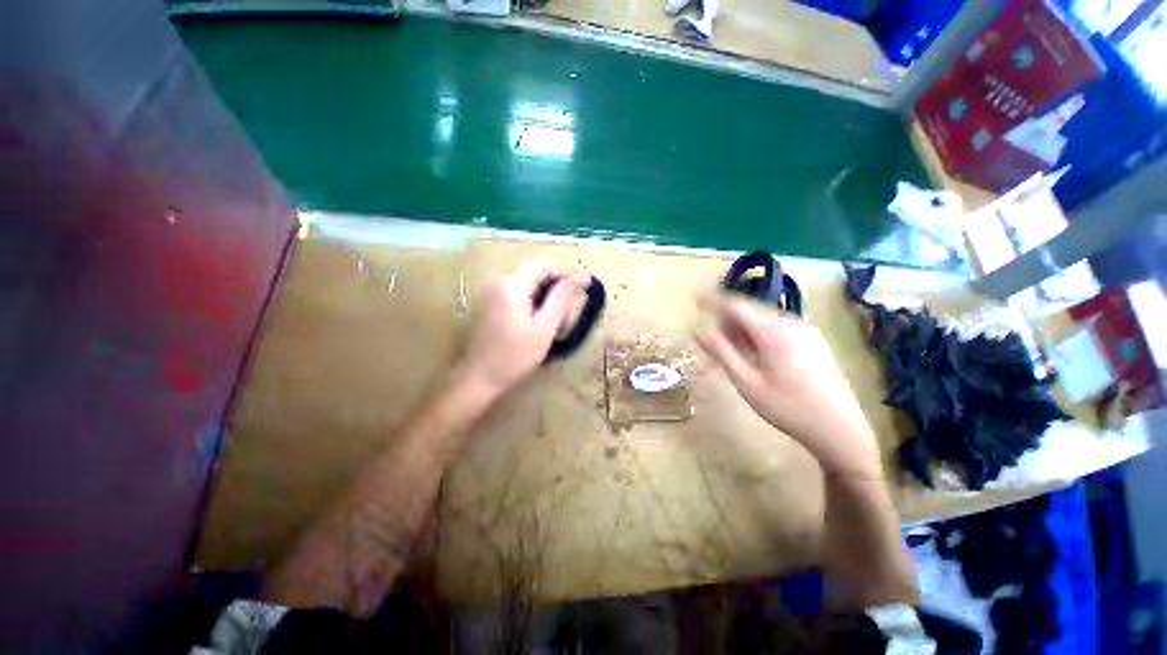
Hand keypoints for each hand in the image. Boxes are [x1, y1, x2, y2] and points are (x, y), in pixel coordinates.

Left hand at [457, 261, 589, 398]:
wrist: (479, 379)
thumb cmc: (515, 356)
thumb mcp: (545, 327)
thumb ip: (563, 298)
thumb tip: (582, 275)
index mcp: (512, 284)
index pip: (546, 266)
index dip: (565, 278)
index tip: (577, 299)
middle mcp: (500, 282)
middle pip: (538, 277)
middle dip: (556, 295)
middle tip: (565, 323)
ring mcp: (492, 293)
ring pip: (530, 289)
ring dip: (547, 304)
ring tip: (554, 329)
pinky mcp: (490, 305)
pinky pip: (519, 297)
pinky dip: (533, 308)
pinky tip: (538, 328)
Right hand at [695, 293, 881, 479]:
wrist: (840, 429)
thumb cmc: (788, 408)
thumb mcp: (747, 382)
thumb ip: (721, 353)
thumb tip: (699, 331)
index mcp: (773, 331)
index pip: (736, 305)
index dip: (713, 301)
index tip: (695, 300)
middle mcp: (791, 323)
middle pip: (750, 312)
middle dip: (726, 321)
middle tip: (711, 342)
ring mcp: (805, 331)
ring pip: (763, 321)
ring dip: (742, 330)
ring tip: (731, 353)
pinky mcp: (813, 341)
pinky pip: (777, 329)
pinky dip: (758, 335)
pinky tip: (755, 356)